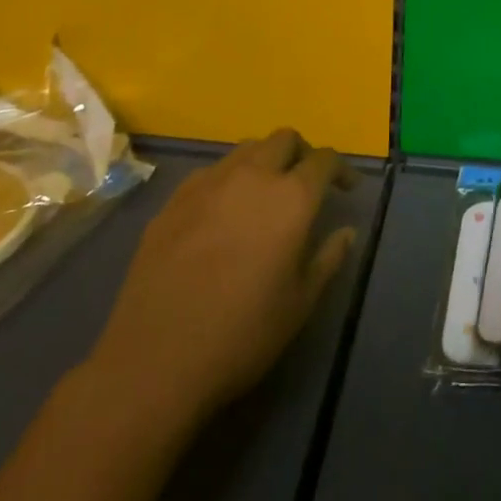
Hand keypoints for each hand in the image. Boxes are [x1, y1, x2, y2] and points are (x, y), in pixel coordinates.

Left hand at [84, 130, 357, 431]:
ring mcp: (206, 185)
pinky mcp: (172, 202)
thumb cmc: (242, 334)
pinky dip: (228, 179)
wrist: (153, 361)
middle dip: (302, 153)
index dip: (341, 169)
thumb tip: (345, 232)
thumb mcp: (301, 303)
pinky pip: (210, 173)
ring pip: (245, 149)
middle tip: (307, 183)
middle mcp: (251, 177)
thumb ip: (328, 258)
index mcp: (291, 198)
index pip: (324, 160)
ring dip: (265, 161)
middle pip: (284, 139)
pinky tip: (223, 213)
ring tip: (265, 194)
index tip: (347, 188)